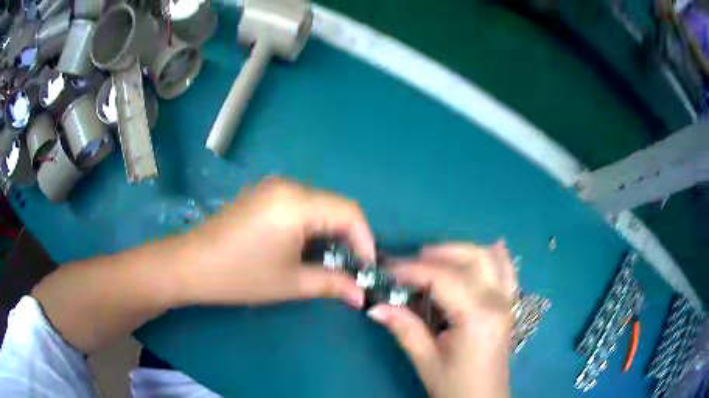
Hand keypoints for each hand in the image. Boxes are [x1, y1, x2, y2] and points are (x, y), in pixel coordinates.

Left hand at [180, 177, 374, 307]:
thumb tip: (362, 296)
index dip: (366, 241)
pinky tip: (307, 249)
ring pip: (320, 206)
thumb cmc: (239, 276)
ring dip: (331, 233)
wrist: (189, 265)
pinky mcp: (264, 195)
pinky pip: (301, 206)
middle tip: (352, 269)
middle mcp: (289, 186)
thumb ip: (332, 284)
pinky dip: (313, 227)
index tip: (367, 270)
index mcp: (296, 203)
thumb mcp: (290, 283)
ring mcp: (273, 187)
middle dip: (350, 238)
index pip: (350, 212)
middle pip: (336, 206)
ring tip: (332, 263)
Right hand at [367, 242, 515, 397]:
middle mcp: (497, 301)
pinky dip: (496, 256)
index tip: (387, 269)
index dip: (412, 270)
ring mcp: (507, 301)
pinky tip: (489, 248)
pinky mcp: (508, 305)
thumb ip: (404, 328)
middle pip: (471, 258)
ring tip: (435, 259)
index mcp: (477, 316)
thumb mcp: (426, 360)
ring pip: (491, 257)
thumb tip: (375, 306)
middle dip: (437, 253)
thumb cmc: (455, 385)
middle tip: (408, 264)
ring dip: (462, 251)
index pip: (443, 278)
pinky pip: (508, 270)